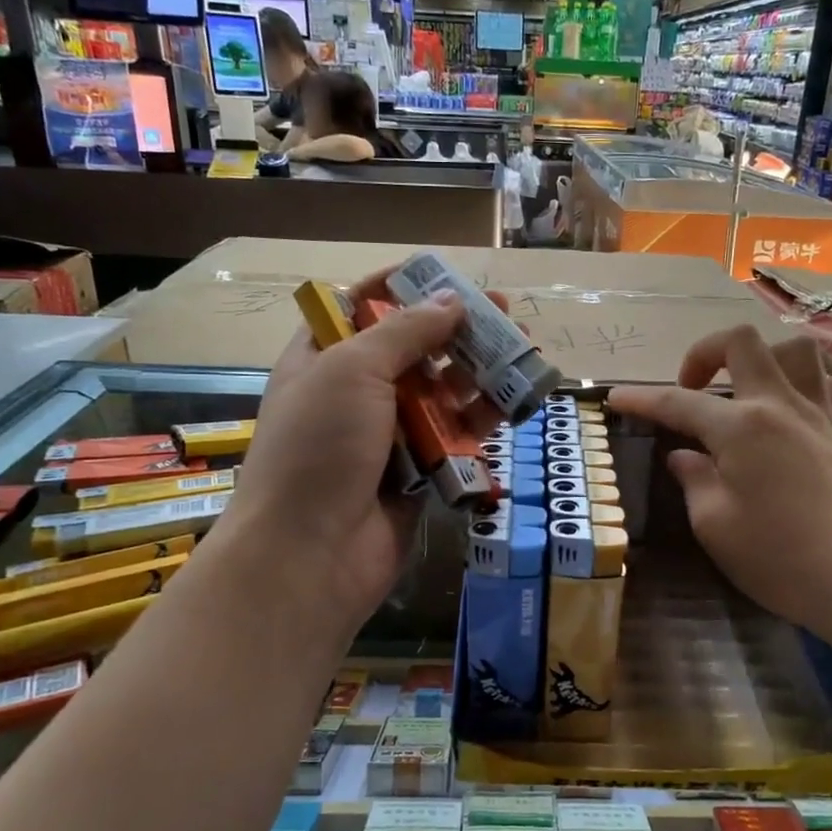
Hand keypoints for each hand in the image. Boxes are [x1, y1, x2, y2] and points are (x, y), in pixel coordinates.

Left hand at [216, 272, 499, 640]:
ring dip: (477, 371)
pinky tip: (515, 399)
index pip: (357, 307)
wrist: (310, 554)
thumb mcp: (352, 371)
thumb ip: (404, 331)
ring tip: (521, 350)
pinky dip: (482, 419)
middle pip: (410, 349)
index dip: (399, 286)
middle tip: (502, 313)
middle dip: (455, 329)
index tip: (444, 276)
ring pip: (439, 393)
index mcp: (321, 360)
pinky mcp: (418, 473)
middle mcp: (354, 394)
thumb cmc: (319, 447)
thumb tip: (450, 302)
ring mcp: (387, 435)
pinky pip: (454, 437)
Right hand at [608, 326, 831, 640]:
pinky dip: (803, 385)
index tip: (616, 397)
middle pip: (743, 343)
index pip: (678, 402)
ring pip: (796, 350)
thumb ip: (694, 480)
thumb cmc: (780, 559)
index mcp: (741, 428)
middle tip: (692, 387)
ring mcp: (822, 414)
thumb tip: (684, 456)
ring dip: (763, 359)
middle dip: (705, 352)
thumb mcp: (715, 526)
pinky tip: (791, 413)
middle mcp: (781, 405)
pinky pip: (827, 384)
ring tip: (746, 391)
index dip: (642, 398)